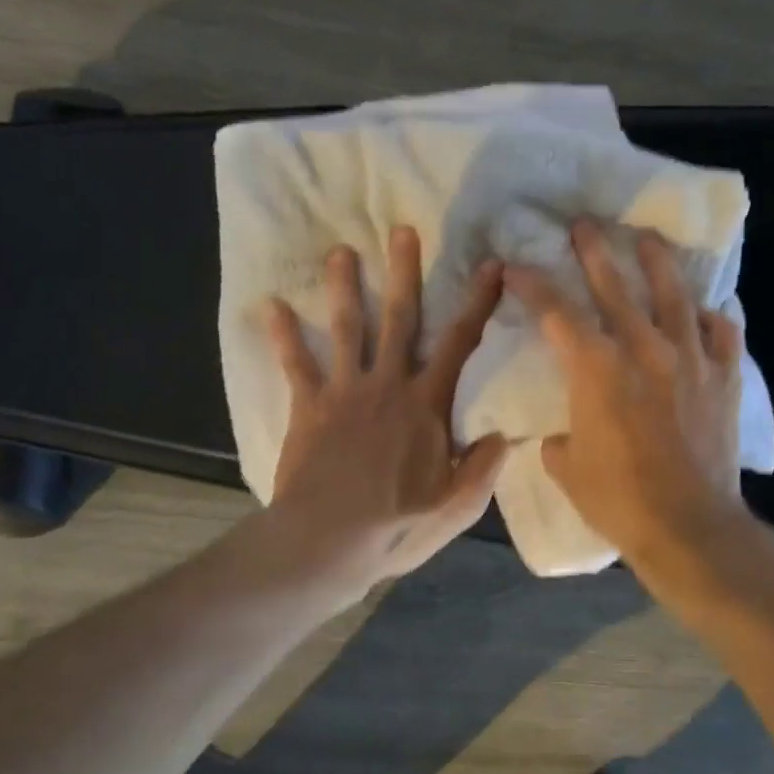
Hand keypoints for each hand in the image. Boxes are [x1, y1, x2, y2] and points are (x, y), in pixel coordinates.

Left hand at [262, 226, 506, 596]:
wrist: (325, 542)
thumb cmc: (395, 527)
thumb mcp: (455, 507)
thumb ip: (481, 468)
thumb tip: (502, 434)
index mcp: (426, 405)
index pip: (460, 344)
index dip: (477, 302)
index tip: (490, 266)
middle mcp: (387, 385)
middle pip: (400, 319)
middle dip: (404, 273)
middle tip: (402, 231)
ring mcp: (344, 392)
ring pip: (347, 328)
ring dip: (345, 287)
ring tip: (340, 251)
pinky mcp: (308, 407)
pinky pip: (295, 364)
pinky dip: (282, 335)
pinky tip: (271, 306)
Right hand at [505, 219, 745, 565]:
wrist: (689, 526)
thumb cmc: (618, 498)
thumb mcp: (566, 466)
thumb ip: (559, 436)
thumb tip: (563, 431)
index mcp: (596, 368)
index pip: (556, 312)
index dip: (532, 285)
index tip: (515, 267)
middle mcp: (644, 349)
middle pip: (615, 286)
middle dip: (594, 252)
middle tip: (584, 225)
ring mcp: (691, 359)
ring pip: (674, 295)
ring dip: (657, 263)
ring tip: (648, 239)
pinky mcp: (724, 378)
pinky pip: (722, 333)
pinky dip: (713, 318)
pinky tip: (707, 311)